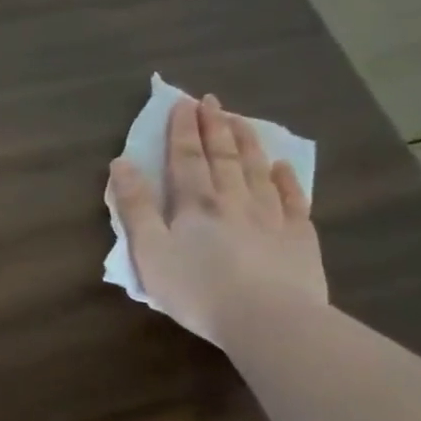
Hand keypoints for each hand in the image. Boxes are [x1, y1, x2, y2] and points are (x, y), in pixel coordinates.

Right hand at [109, 93, 327, 341]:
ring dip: (248, 143)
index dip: (183, 130)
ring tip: (241, 120)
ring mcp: (271, 216)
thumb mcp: (149, 251)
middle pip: (224, 156)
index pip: (186, 158)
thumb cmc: (197, 289)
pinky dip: (286, 179)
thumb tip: (121, 164)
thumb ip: (135, 207)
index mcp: (194, 204)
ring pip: (258, 170)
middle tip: (211, 101)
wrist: (268, 320)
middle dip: (214, 126)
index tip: (183, 103)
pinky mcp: (299, 237)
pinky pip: (293, 199)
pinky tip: (282, 166)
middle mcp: (234, 200)